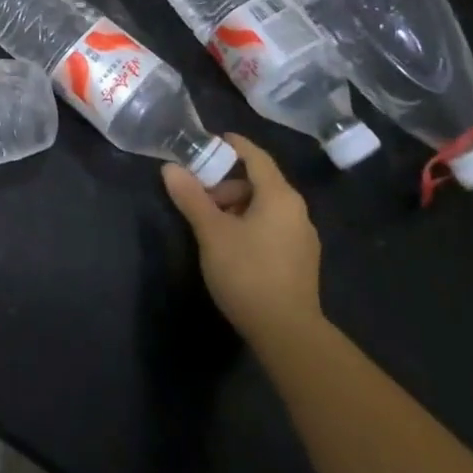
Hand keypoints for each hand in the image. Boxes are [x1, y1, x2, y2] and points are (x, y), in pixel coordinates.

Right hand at [161, 133, 320, 344]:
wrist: (288, 333)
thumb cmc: (247, 272)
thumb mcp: (211, 231)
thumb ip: (191, 197)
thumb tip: (170, 168)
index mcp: (280, 197)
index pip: (257, 157)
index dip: (235, 145)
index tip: (213, 139)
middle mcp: (297, 212)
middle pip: (259, 183)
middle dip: (226, 185)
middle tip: (198, 197)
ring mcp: (302, 238)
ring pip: (265, 207)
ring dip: (236, 207)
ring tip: (210, 226)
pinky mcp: (300, 262)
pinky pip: (272, 227)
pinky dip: (249, 224)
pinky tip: (230, 246)